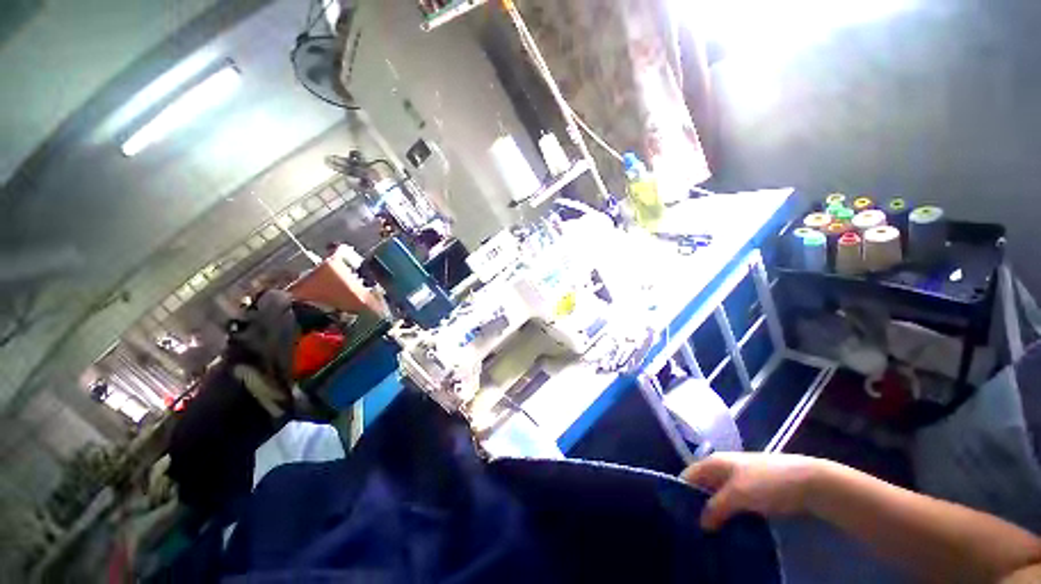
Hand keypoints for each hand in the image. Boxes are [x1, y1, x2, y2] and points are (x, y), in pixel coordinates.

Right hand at [680, 452, 823, 530]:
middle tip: (695, 530)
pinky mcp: (753, 492)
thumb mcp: (738, 494)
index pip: (688, 475)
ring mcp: (739, 480)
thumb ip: (716, 508)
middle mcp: (722, 468)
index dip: (680, 493)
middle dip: (698, 506)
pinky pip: (734, 504)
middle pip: (702, 487)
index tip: (678, 516)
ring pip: (719, 497)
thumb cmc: (766, 482)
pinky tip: (730, 531)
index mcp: (714, 462)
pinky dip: (730, 516)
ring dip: (715, 514)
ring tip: (711, 535)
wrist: (807, 482)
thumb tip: (701, 524)